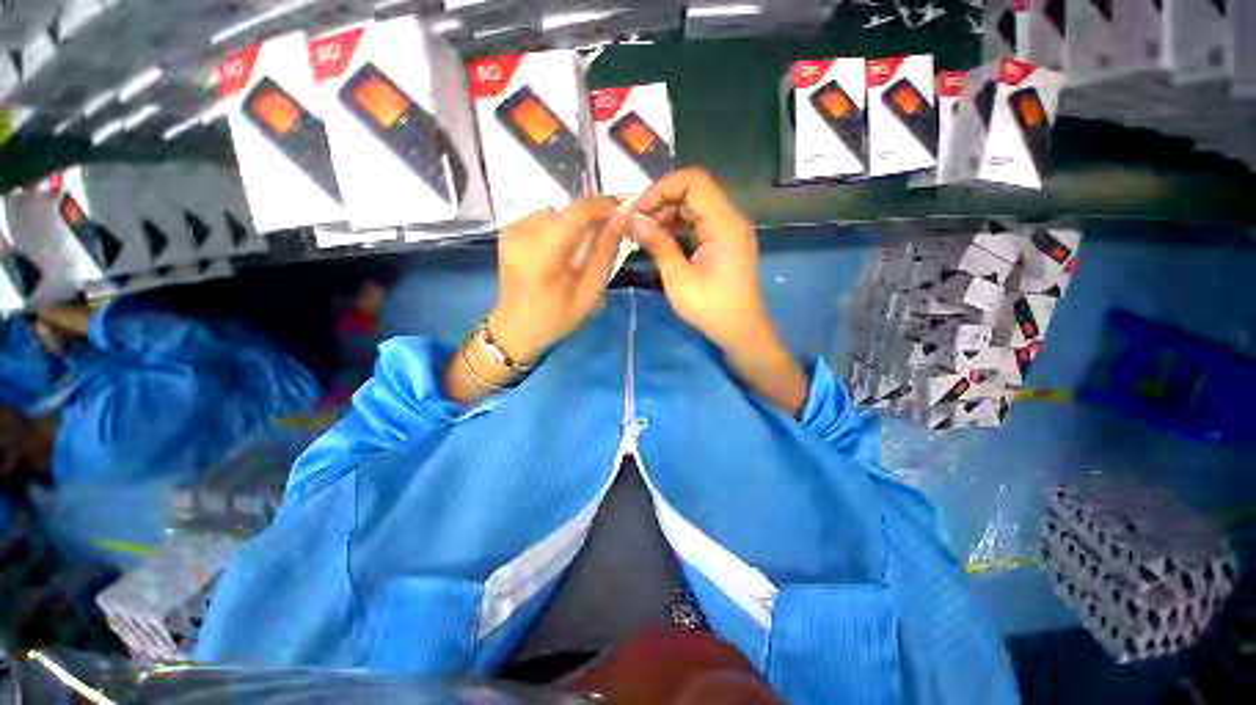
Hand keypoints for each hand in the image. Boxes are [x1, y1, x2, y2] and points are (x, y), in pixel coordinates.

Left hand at [488, 198, 629, 364]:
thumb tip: (621, 218)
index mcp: (543, 255)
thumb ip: (605, 254)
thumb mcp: (589, 294)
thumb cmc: (556, 319)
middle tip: (605, 239)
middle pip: (568, 211)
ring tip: (578, 252)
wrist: (515, 329)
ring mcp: (512, 230)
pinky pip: (543, 219)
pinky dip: (557, 229)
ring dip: (573, 226)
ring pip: (557, 213)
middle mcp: (523, 234)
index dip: (604, 205)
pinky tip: (559, 252)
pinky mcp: (508, 231)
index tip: (623, 210)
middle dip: (591, 220)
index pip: (578, 212)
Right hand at [629, 168, 771, 350]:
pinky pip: (698, 224)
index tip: (637, 210)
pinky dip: (678, 227)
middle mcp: (730, 219)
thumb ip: (657, 243)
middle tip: (636, 224)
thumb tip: (632, 220)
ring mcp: (729, 230)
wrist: (740, 331)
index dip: (661, 188)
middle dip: (661, 203)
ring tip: (643, 234)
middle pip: (693, 192)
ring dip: (667, 215)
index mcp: (724, 223)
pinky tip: (659, 241)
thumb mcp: (677, 277)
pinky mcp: (724, 242)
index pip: (693, 181)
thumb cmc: (710, 307)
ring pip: (694, 207)